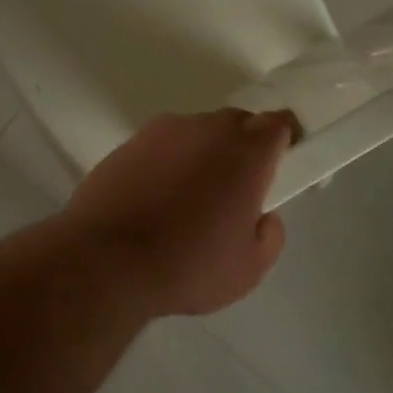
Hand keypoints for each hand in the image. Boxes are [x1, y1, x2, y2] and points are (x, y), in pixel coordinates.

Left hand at [62, 109, 294, 317]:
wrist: (106, 257)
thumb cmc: (188, 265)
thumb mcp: (248, 269)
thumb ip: (269, 236)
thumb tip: (263, 217)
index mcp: (245, 153)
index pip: (279, 123)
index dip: (285, 138)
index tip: (283, 160)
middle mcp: (207, 128)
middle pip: (238, 122)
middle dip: (244, 146)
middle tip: (237, 187)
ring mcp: (165, 130)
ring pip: (198, 131)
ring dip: (204, 152)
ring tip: (191, 196)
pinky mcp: (131, 140)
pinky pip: (164, 143)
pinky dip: (169, 160)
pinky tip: (156, 196)